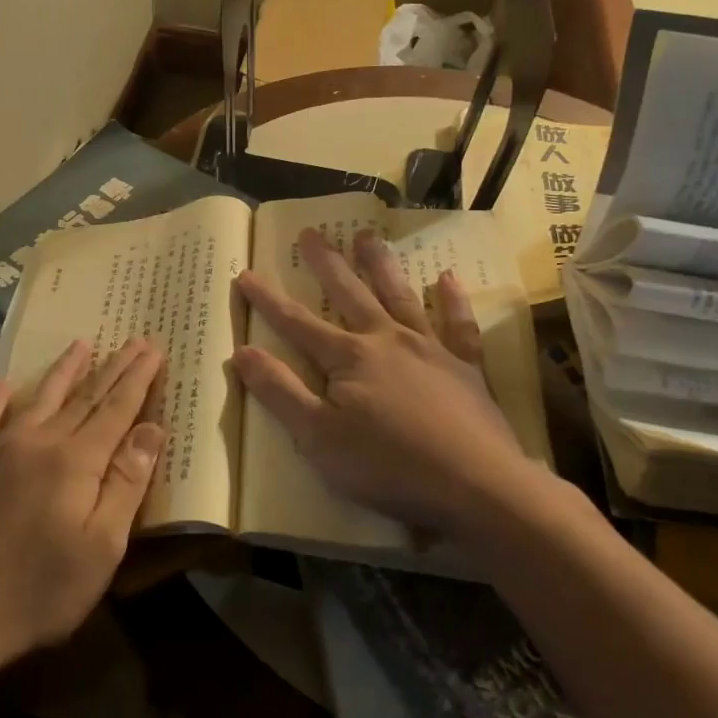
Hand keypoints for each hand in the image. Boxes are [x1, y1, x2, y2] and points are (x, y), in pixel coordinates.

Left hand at [0, 337, 166, 683]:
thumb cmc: (39, 591)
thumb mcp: (101, 549)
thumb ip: (127, 484)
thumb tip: (151, 429)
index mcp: (76, 461)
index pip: (116, 408)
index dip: (138, 378)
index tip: (155, 348)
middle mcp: (38, 442)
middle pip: (84, 397)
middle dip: (113, 367)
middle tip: (135, 339)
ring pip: (40, 398)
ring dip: (64, 370)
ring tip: (82, 344)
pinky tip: (5, 383)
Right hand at [234, 228, 555, 545]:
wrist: (476, 485)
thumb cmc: (388, 466)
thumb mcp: (317, 437)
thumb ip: (280, 392)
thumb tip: (241, 352)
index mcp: (349, 358)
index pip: (297, 323)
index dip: (268, 300)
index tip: (245, 274)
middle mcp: (387, 340)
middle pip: (349, 294)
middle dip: (326, 263)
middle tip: (312, 231)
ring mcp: (430, 349)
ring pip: (400, 295)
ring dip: (381, 265)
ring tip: (368, 235)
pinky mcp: (466, 367)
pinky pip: (458, 324)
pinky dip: (453, 300)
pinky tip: (448, 278)